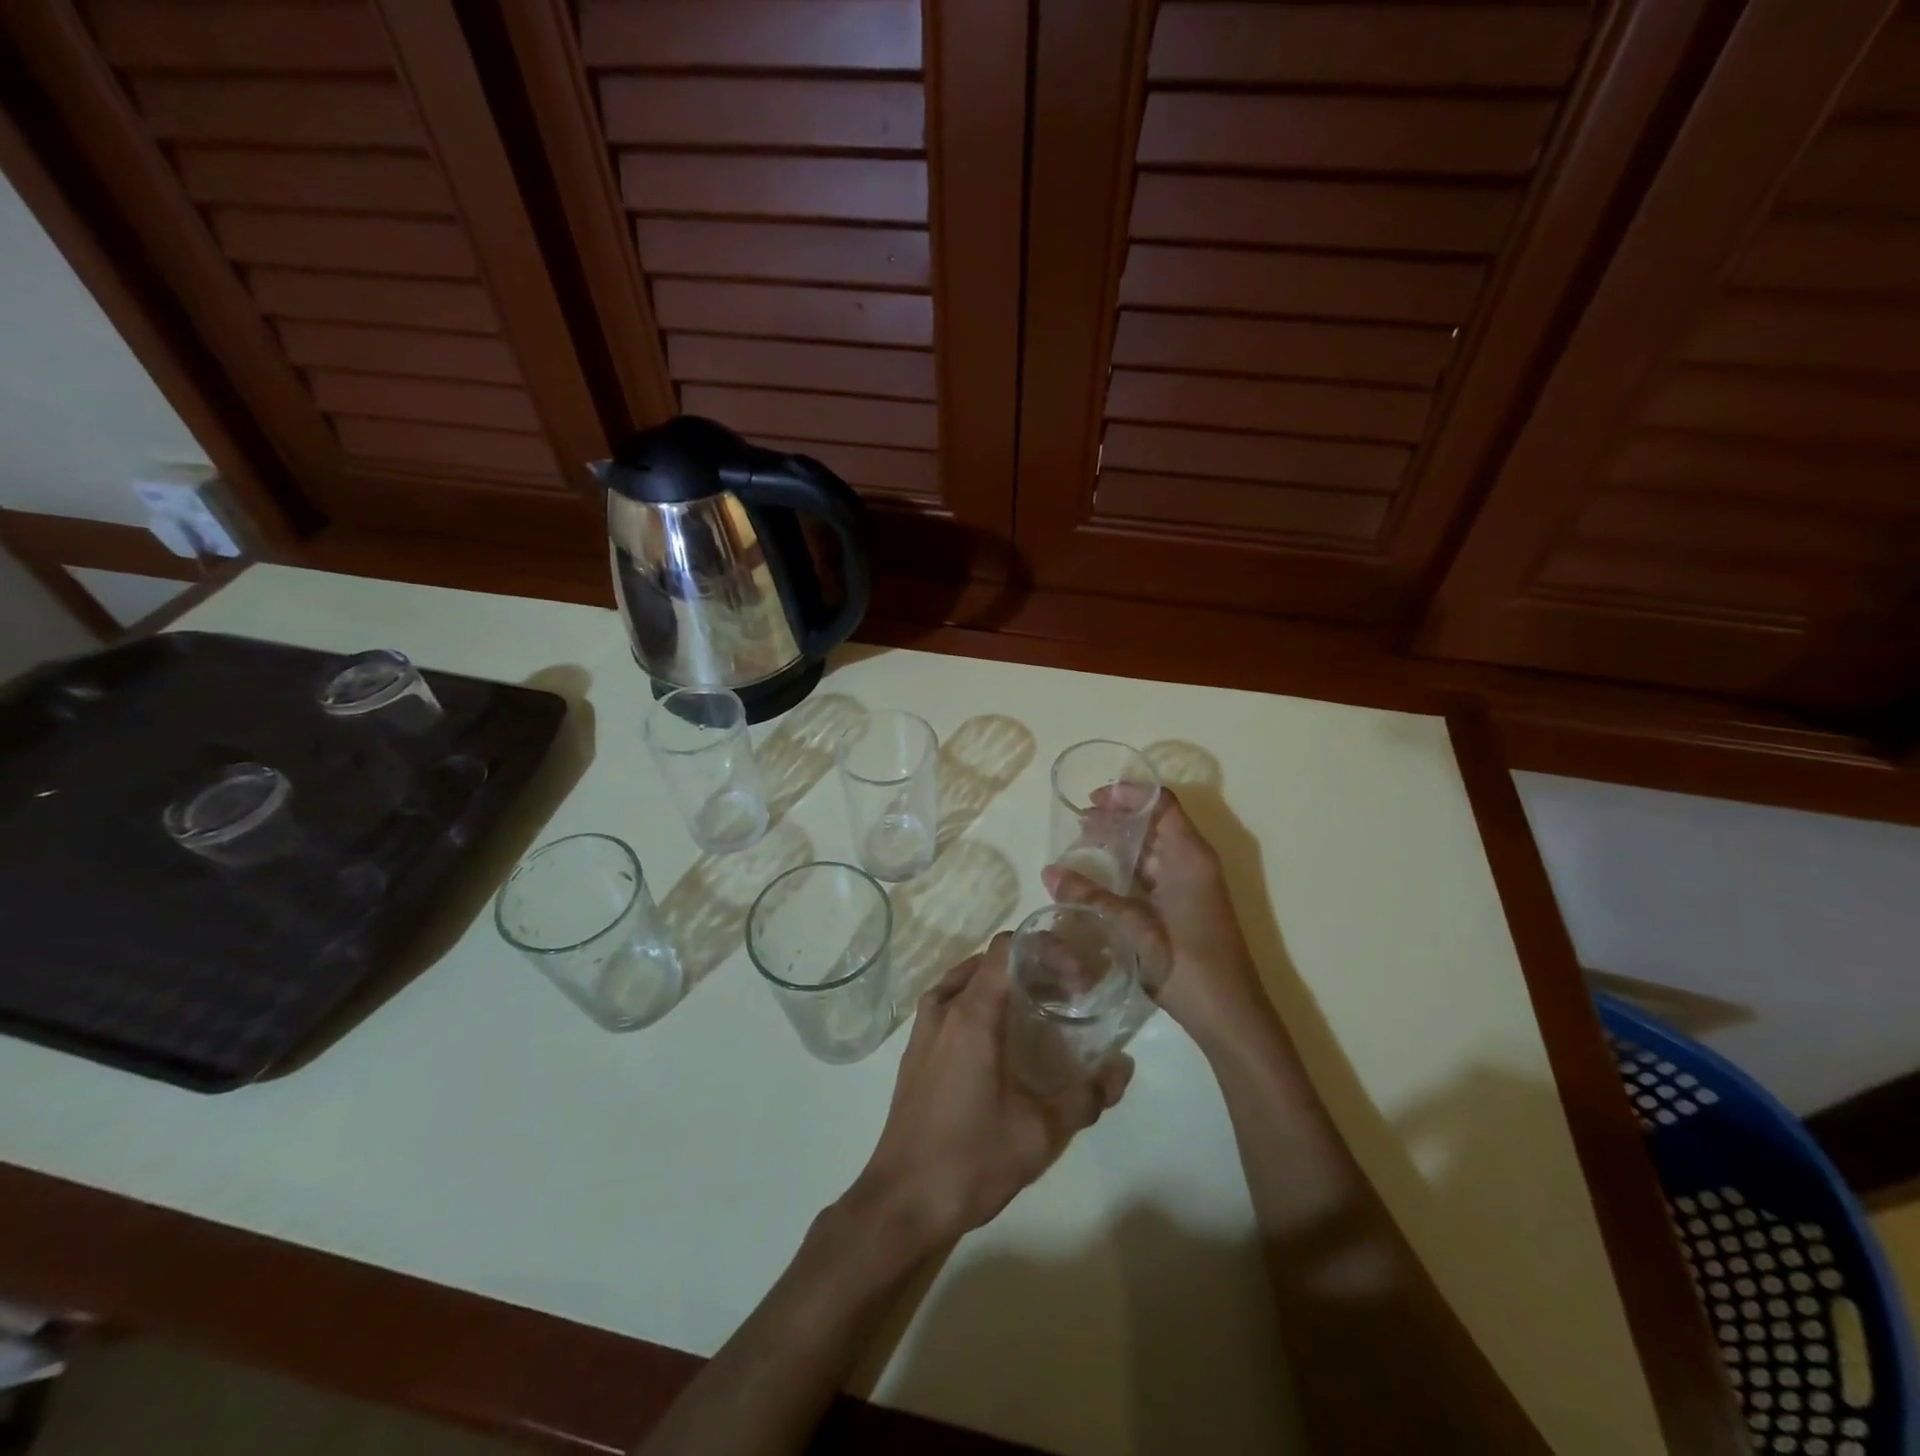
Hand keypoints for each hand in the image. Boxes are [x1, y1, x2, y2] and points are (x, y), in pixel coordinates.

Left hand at [845, 933, 1132, 1254]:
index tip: (1078, 978)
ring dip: (1005, 983)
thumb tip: (1122, 1067)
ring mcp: (924, 1028)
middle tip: (1069, 994)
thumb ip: (1085, 1096)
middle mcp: (943, 1008)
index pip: (1008, 949)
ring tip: (1039, 1008)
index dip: (1047, 950)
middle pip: (990, 961)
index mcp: (970, 1014)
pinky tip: (1002, 1038)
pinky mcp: (916, 1050)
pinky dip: (980, 1001)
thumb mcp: (1039, 1133)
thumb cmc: (970, 1160)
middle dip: (1033, 967)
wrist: (901, 1203)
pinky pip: (951, 1003)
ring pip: (967, 980)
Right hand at [1042, 787, 1268, 1051]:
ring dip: (1119, 844)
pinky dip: (1126, 868)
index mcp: (1189, 855)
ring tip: (1080, 847)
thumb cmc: (1186, 962)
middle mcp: (1192, 862)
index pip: (1161, 803)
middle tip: (1077, 826)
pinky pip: (1152, 873)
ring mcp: (1190, 885)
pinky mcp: (1184, 906)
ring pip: (1152, 849)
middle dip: (1116, 819)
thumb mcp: (1133, 925)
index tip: (1092, 800)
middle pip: (1154, 823)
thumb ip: (1091, 896)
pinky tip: (1098, 879)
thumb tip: (1049, 873)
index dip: (1128, 794)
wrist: (1228, 1015)